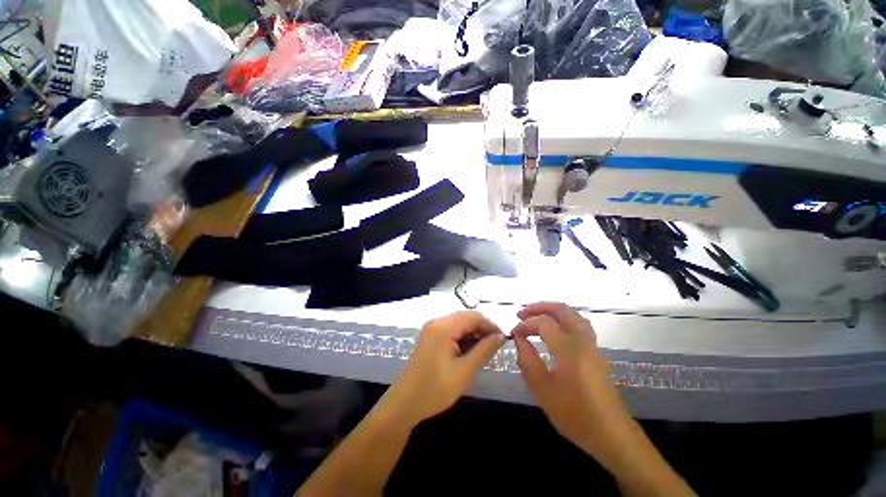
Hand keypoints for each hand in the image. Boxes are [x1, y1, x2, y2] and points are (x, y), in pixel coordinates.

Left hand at [381, 311, 505, 426]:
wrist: (404, 404)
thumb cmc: (435, 389)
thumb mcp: (464, 371)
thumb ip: (484, 350)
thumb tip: (501, 336)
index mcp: (443, 327)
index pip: (473, 316)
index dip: (490, 325)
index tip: (503, 339)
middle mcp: (437, 322)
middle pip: (465, 318)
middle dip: (482, 328)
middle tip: (496, 345)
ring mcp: (431, 329)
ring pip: (459, 323)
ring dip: (473, 333)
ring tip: (486, 349)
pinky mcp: (430, 337)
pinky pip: (451, 330)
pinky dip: (463, 337)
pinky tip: (471, 349)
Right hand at [511, 302, 631, 464]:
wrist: (611, 435)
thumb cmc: (575, 414)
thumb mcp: (543, 390)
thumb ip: (528, 360)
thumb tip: (519, 339)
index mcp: (569, 349)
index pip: (543, 323)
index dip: (525, 324)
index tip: (513, 333)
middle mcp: (583, 341)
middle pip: (562, 310)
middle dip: (539, 307)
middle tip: (522, 313)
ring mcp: (592, 346)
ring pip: (573, 315)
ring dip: (552, 311)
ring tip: (536, 316)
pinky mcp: (596, 353)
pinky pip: (579, 325)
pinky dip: (562, 319)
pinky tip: (553, 330)